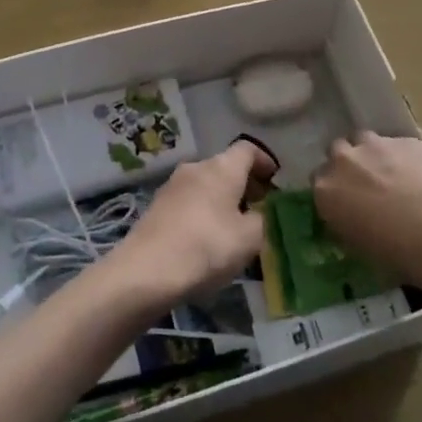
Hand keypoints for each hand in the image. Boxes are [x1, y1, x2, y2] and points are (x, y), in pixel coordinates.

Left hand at [104, 140, 274, 309]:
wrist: (145, 272)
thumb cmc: (206, 247)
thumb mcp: (249, 239)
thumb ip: (263, 220)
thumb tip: (260, 213)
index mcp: (222, 167)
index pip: (248, 149)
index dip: (265, 161)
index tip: (275, 180)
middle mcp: (196, 167)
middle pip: (226, 166)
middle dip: (245, 184)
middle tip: (260, 209)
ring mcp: (172, 186)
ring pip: (206, 185)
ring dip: (223, 199)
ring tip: (235, 228)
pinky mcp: (156, 207)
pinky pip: (189, 201)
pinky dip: (203, 212)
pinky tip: (207, 239)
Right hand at [313, 133, 421, 278]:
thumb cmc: (396, 251)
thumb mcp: (357, 246)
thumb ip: (344, 224)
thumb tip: (348, 218)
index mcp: (325, 189)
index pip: (318, 181)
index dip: (333, 191)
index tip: (345, 202)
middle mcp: (344, 159)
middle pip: (337, 153)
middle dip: (348, 165)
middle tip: (366, 186)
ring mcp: (375, 144)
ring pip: (365, 141)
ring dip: (372, 154)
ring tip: (391, 175)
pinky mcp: (405, 139)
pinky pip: (396, 144)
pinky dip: (402, 156)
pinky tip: (419, 175)